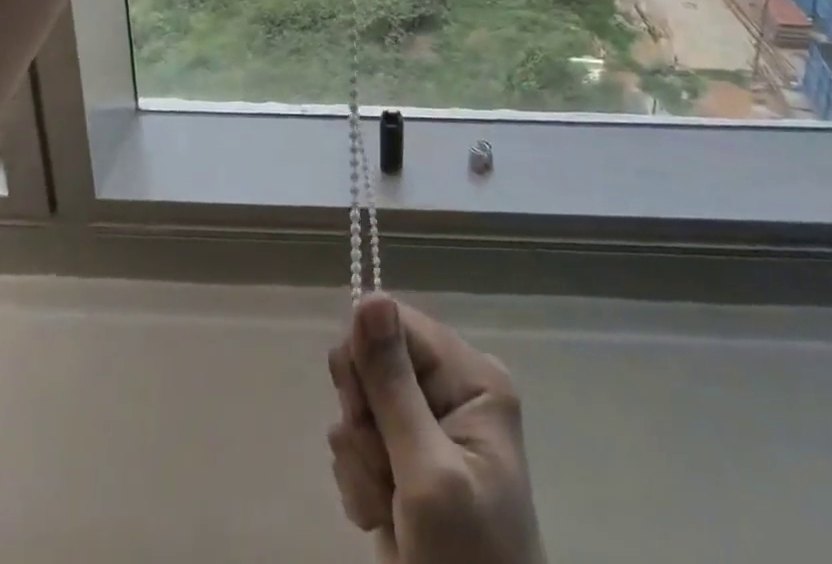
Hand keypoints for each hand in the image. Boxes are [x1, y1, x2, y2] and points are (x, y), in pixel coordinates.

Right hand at [327, 295, 546, 563]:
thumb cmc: (465, 562)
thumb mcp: (427, 474)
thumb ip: (393, 385)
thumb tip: (369, 294)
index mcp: (473, 377)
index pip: (397, 323)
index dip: (366, 361)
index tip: (359, 412)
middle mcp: (452, 390)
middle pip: (375, 364)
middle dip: (364, 422)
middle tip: (383, 470)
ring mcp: (429, 428)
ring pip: (361, 408)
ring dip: (362, 463)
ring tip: (389, 508)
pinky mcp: (407, 463)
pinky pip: (361, 446)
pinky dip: (362, 484)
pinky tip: (383, 518)